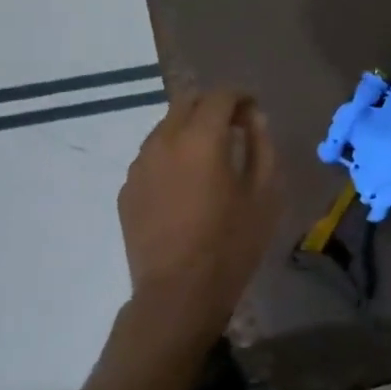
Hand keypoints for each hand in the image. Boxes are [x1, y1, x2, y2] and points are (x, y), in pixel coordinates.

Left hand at [117, 88, 283, 331]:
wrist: (177, 293)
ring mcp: (139, 165)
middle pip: (186, 102)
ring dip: (189, 129)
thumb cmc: (230, 244)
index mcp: (201, 138)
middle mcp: (164, 141)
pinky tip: (185, 185)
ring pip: (164, 128)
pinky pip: (151, 157)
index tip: (253, 110)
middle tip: (233, 127)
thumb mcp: (263, 195)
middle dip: (212, 106)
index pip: (219, 96)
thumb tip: (254, 119)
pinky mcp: (127, 189)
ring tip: (208, 157)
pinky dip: (171, 156)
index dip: (240, 97)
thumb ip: (261, 147)